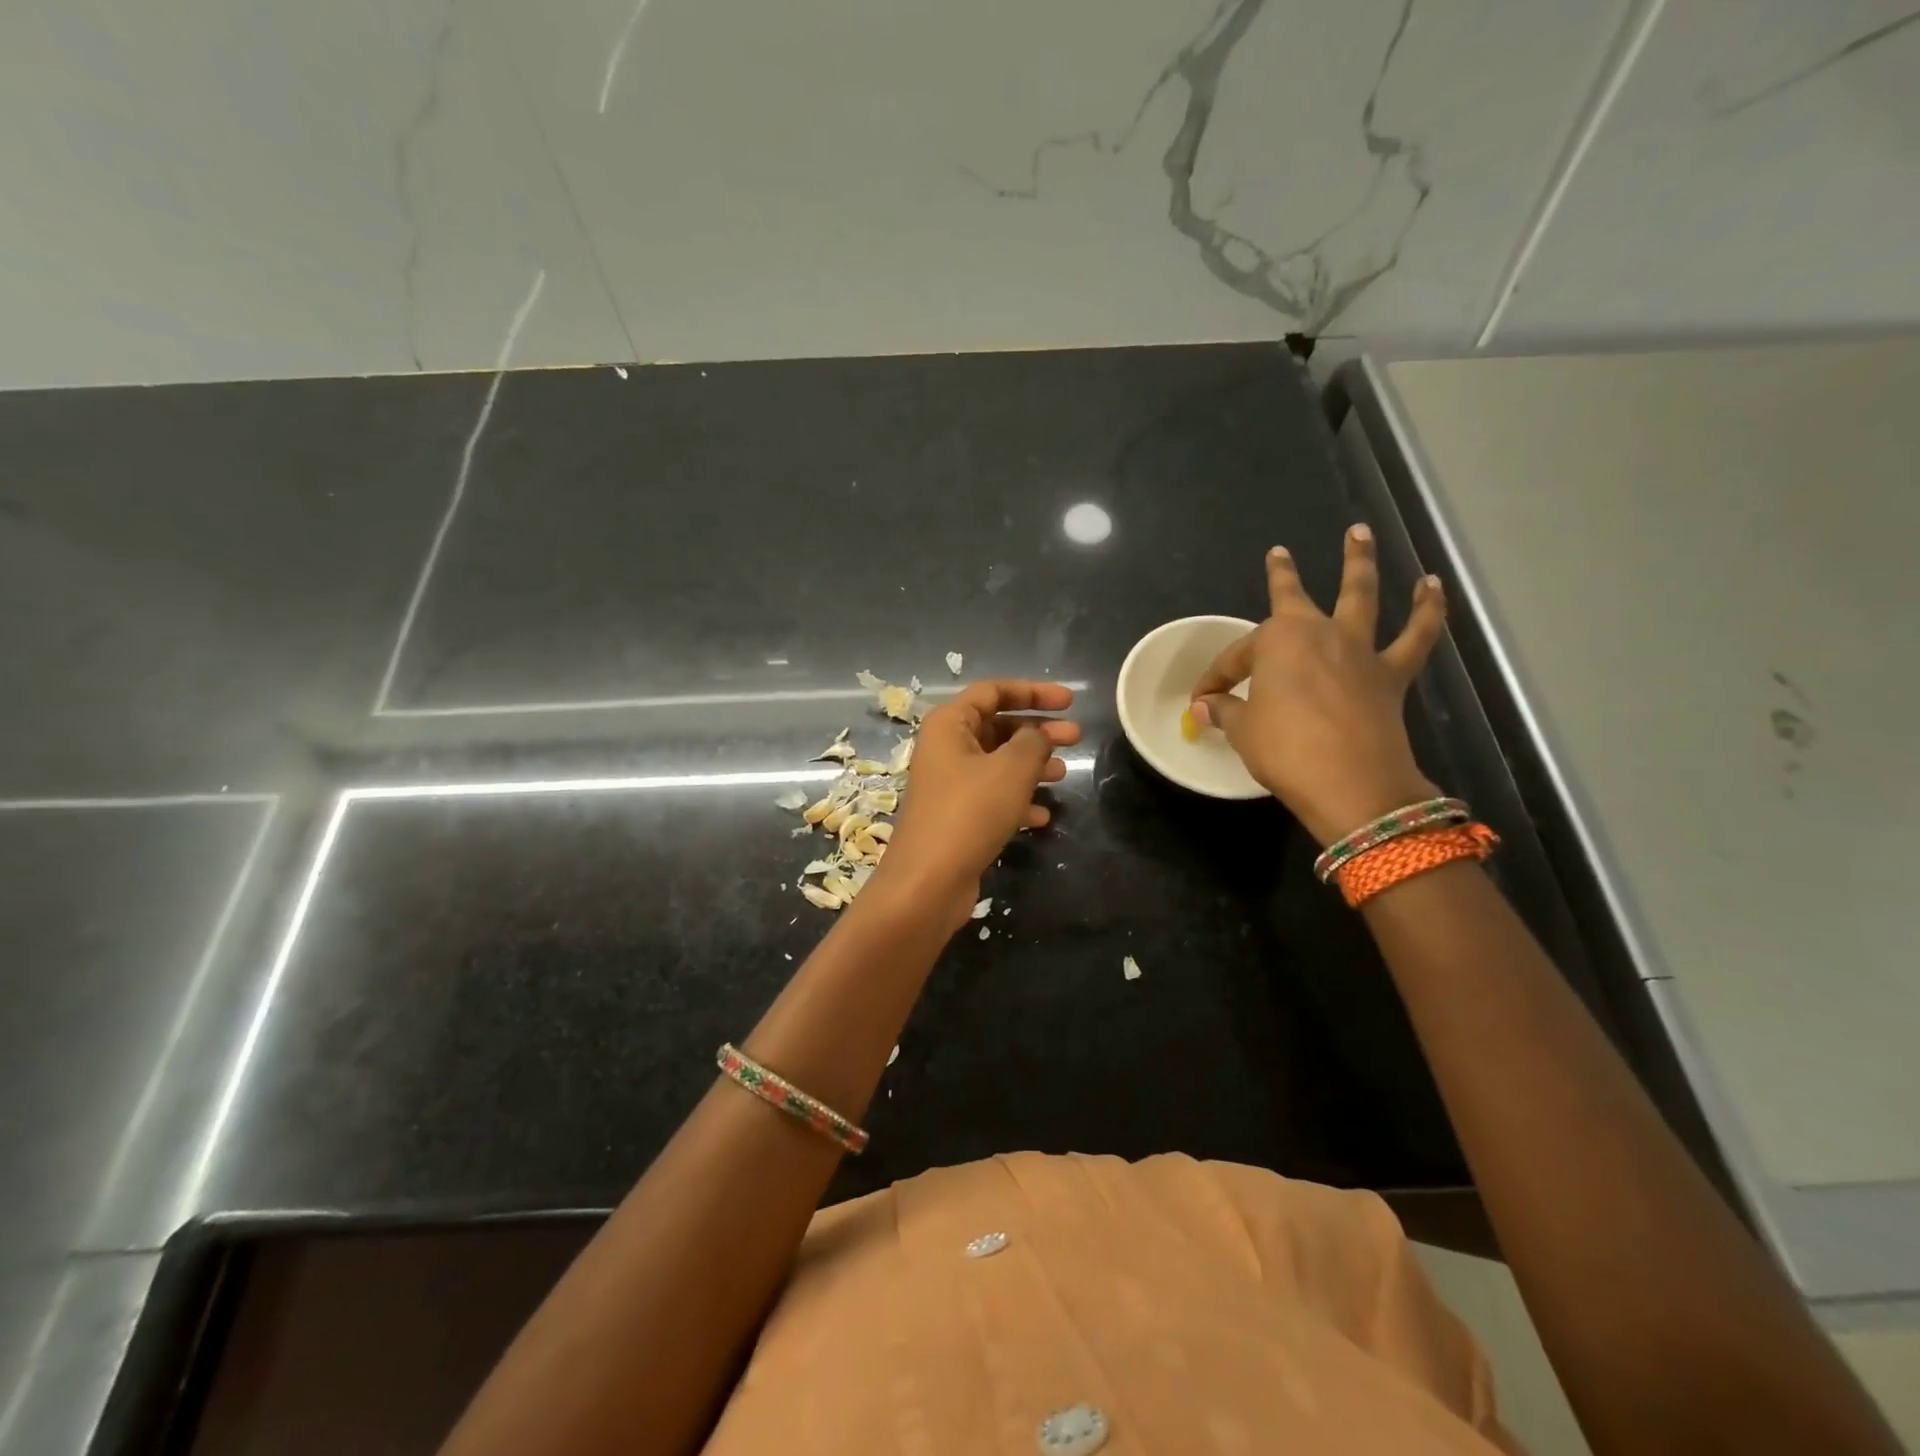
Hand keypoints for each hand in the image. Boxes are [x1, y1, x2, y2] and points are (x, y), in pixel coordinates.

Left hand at [877, 680, 1078, 923]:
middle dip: (1038, 730)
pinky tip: (1042, 817)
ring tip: (1065, 774)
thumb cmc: (970, 812)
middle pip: (997, 727)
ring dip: (1032, 765)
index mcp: (949, 724)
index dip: (1033, 691)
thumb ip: (1033, 742)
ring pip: (998, 763)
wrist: (928, 882)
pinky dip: (1018, 800)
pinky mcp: (956, 817)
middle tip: (1076, 736)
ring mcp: (949, 785)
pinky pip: (992, 797)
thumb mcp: (1011, 769)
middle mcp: (945, 749)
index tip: (1069, 701)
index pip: (993, 691)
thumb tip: (1038, 735)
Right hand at [1188, 528, 1446, 845]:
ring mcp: (1360, 650)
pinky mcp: (1392, 674)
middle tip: (1279, 554)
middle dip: (1283, 576)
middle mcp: (1319, 633)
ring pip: (1361, 596)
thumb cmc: (1286, 751)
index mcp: (1277, 642)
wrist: (1353, 785)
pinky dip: (1428, 610)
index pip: (1237, 657)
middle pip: (1294, 599)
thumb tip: (1204, 707)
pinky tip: (1433, 587)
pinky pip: (1416, 636)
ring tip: (1360, 534)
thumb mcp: (1244, 731)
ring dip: (1359, 562)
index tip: (1202, 700)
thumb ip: (1225, 711)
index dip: (1217, 678)